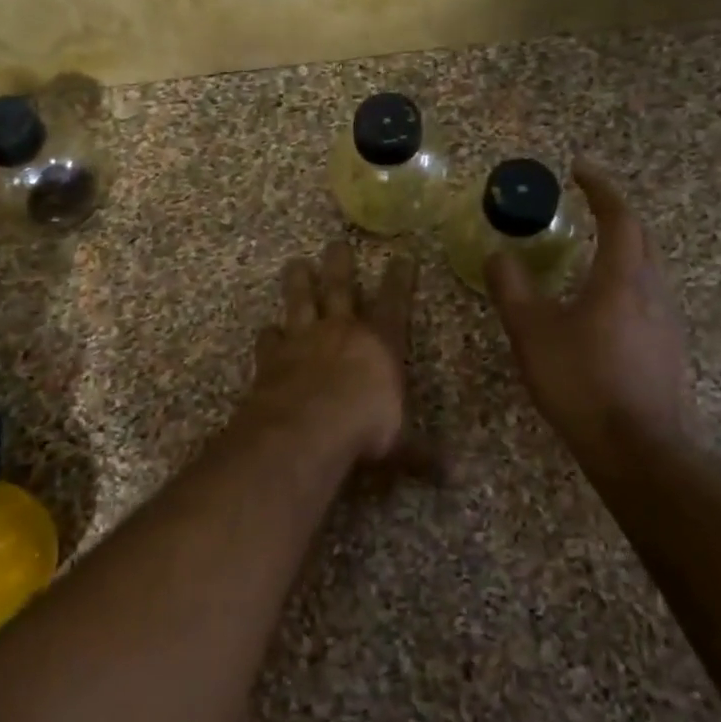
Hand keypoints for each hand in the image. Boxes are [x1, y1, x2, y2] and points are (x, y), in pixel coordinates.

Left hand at [237, 242, 423, 475]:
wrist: (308, 427)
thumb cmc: (364, 429)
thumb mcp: (400, 445)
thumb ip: (421, 455)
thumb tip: (454, 477)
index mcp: (379, 344)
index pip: (395, 303)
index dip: (400, 280)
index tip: (402, 256)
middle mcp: (341, 331)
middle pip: (341, 288)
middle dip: (340, 265)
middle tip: (336, 244)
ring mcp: (303, 340)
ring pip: (300, 300)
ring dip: (298, 282)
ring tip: (295, 263)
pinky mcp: (272, 357)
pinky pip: (270, 339)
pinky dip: (269, 334)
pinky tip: (266, 330)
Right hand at [487, 160, 697, 457]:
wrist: (639, 449)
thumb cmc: (582, 381)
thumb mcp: (532, 332)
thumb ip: (512, 288)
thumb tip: (498, 254)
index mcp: (623, 277)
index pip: (619, 217)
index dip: (600, 189)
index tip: (579, 170)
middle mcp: (653, 291)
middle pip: (641, 238)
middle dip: (616, 216)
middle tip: (588, 207)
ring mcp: (667, 323)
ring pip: (648, 270)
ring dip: (623, 251)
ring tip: (591, 254)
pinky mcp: (669, 351)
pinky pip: (648, 299)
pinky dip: (626, 284)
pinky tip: (603, 309)